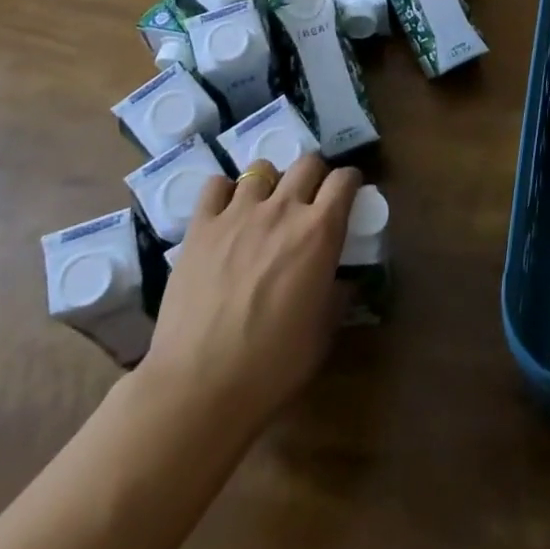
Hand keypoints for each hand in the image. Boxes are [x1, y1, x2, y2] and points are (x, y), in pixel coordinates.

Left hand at [137, 153, 361, 436]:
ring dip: (271, 182)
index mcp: (320, 231)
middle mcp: (283, 209)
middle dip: (314, 175)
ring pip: (261, 168)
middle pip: (307, 162)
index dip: (350, 182)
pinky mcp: (201, 227)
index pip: (344, 179)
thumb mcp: (323, 330)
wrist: (199, 385)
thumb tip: (342, 278)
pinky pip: (215, 186)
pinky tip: (226, 212)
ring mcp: (238, 213)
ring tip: (265, 206)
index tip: (348, 194)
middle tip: (310, 199)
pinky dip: (224, 192)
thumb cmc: (273, 364)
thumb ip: (337, 292)